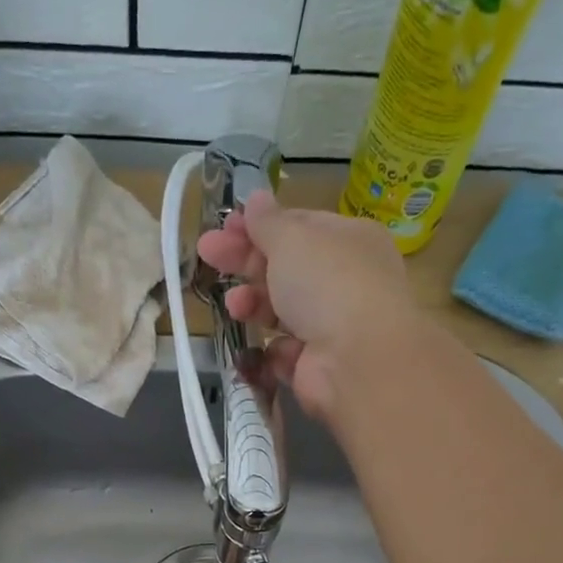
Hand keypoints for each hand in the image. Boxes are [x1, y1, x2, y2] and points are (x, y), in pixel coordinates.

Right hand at [195, 190, 417, 422]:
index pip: (299, 226)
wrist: (356, 361)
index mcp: (348, 239)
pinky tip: (268, 347)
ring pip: (283, 310)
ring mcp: (332, 325)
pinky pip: (287, 351)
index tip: (224, 225)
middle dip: (245, 261)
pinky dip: (274, 350)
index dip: (260, 225)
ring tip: (233, 305)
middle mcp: (345, 280)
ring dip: (253, 304)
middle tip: (207, 253)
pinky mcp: (318, 364)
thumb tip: (256, 198)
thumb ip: (268, 222)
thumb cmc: (327, 283)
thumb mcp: (292, 239)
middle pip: (286, 267)